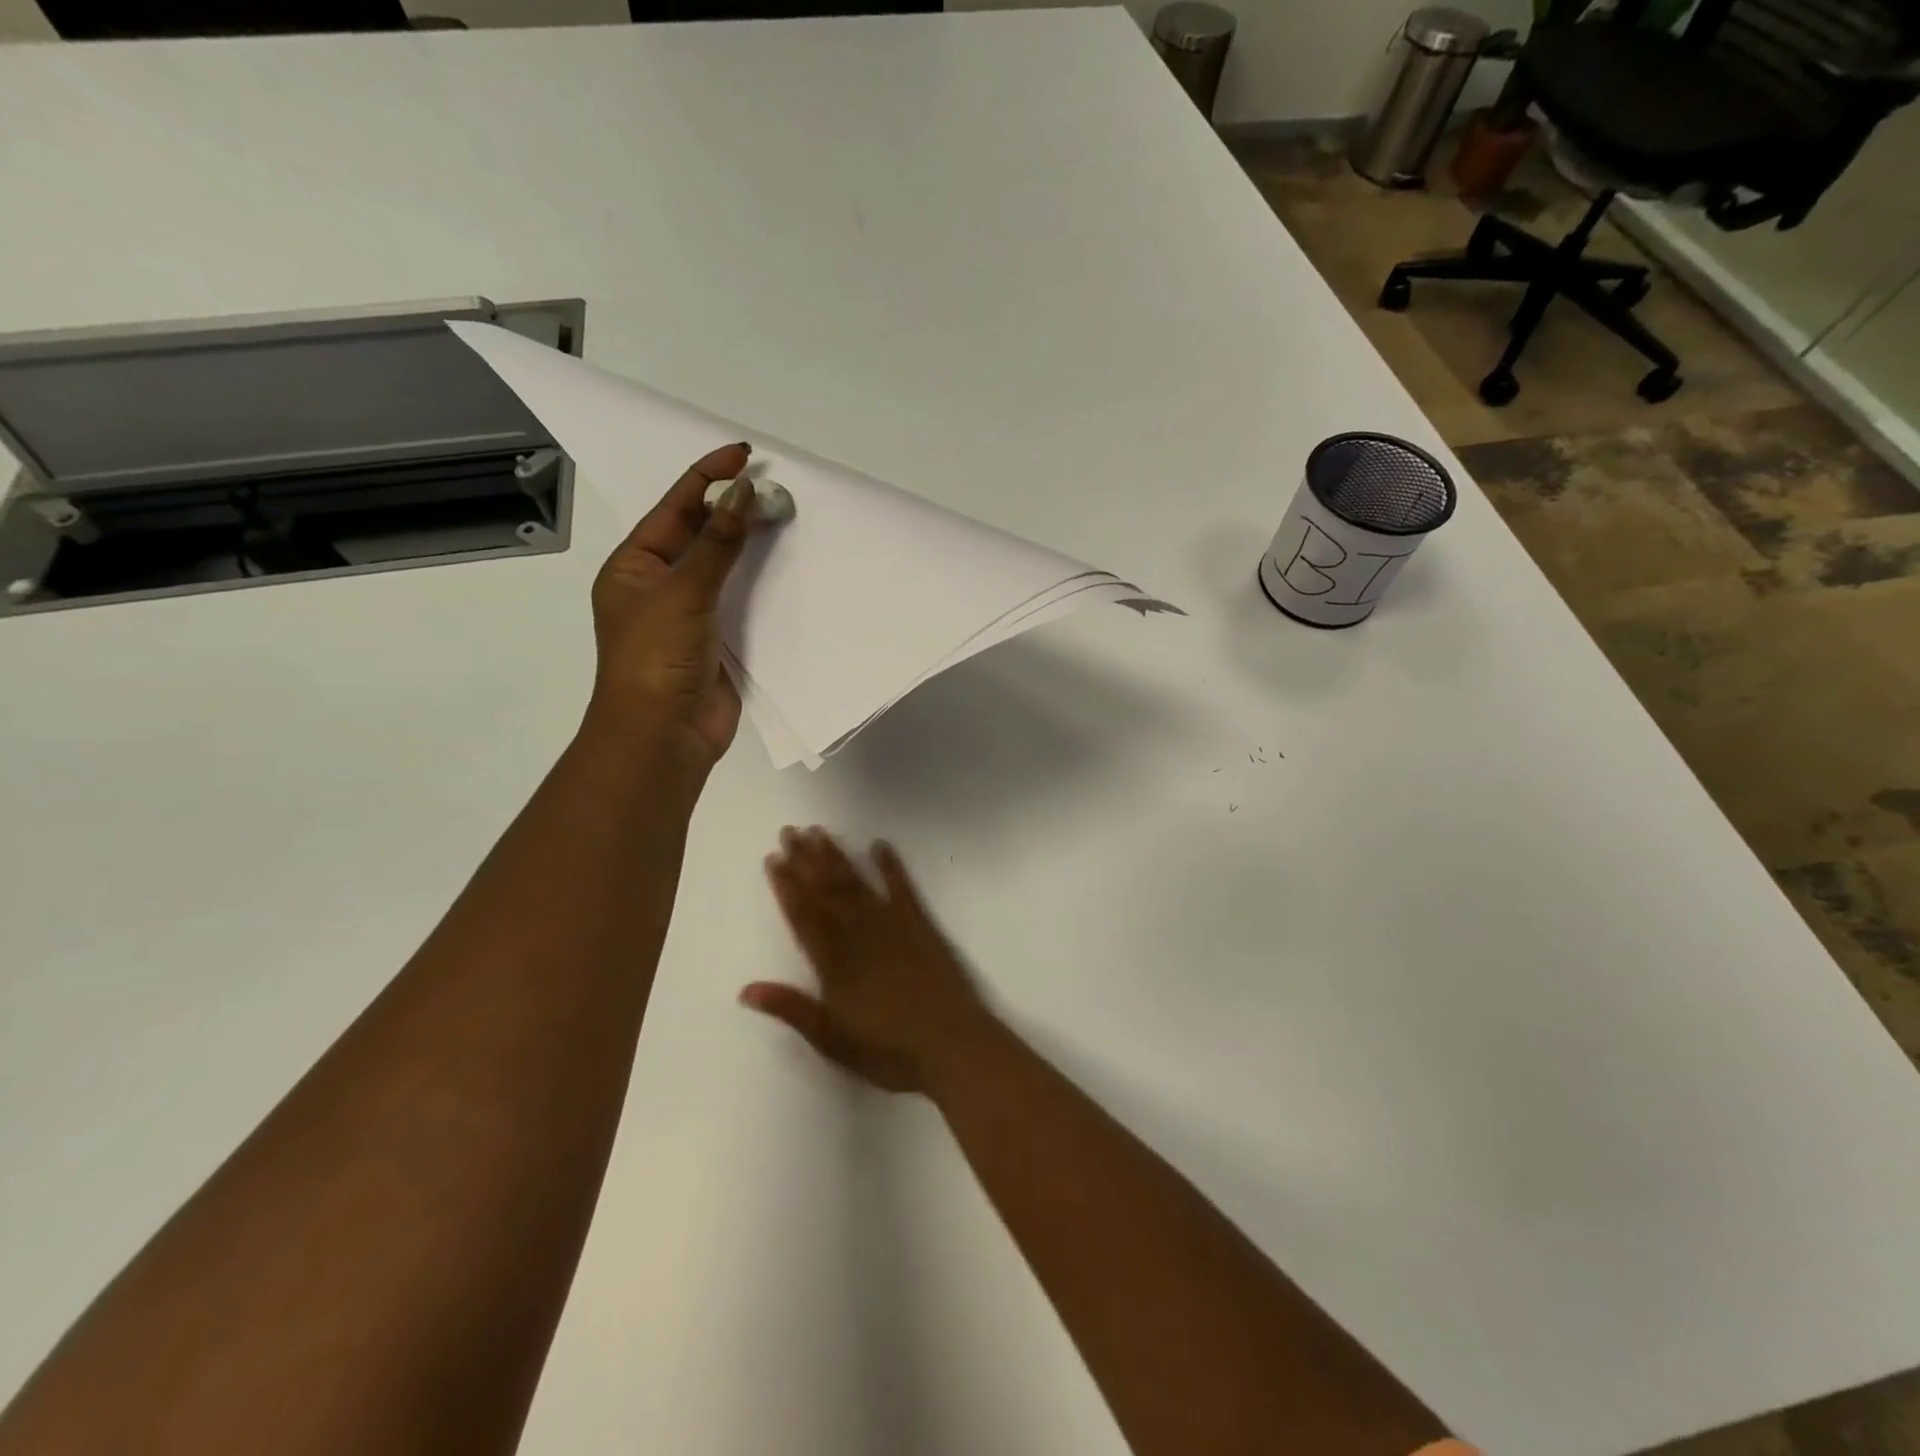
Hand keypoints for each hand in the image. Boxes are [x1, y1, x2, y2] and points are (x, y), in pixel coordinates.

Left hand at [587, 443, 754, 764]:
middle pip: (700, 534)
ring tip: (785, 516)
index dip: (707, 477)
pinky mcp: (720, 640)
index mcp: (635, 566)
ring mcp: (691, 614)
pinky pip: (743, 601)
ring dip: (751, 544)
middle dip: (733, 509)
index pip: (674, 508)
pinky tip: (789, 567)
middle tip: (775, 486)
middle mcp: (660, 585)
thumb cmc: (656, 658)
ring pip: (725, 567)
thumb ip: (717, 543)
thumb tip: (742, 492)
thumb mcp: (683, 591)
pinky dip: (763, 583)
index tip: (745, 454)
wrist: (664, 735)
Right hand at [743, 829, 998, 1095]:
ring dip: (837, 857)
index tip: (773, 858)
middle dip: (806, 861)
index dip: (787, 886)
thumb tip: (745, 989)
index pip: (804, 916)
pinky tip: (880, 845)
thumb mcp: (832, 1040)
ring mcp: (893, 927)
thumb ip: (791, 1009)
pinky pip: (902, 890)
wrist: (952, 1046)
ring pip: (858, 885)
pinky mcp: (922, 927)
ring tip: (820, 832)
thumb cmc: (888, 1051)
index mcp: (835, 963)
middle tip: (790, 831)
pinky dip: (891, 866)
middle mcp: (860, 936)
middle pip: (828, 891)